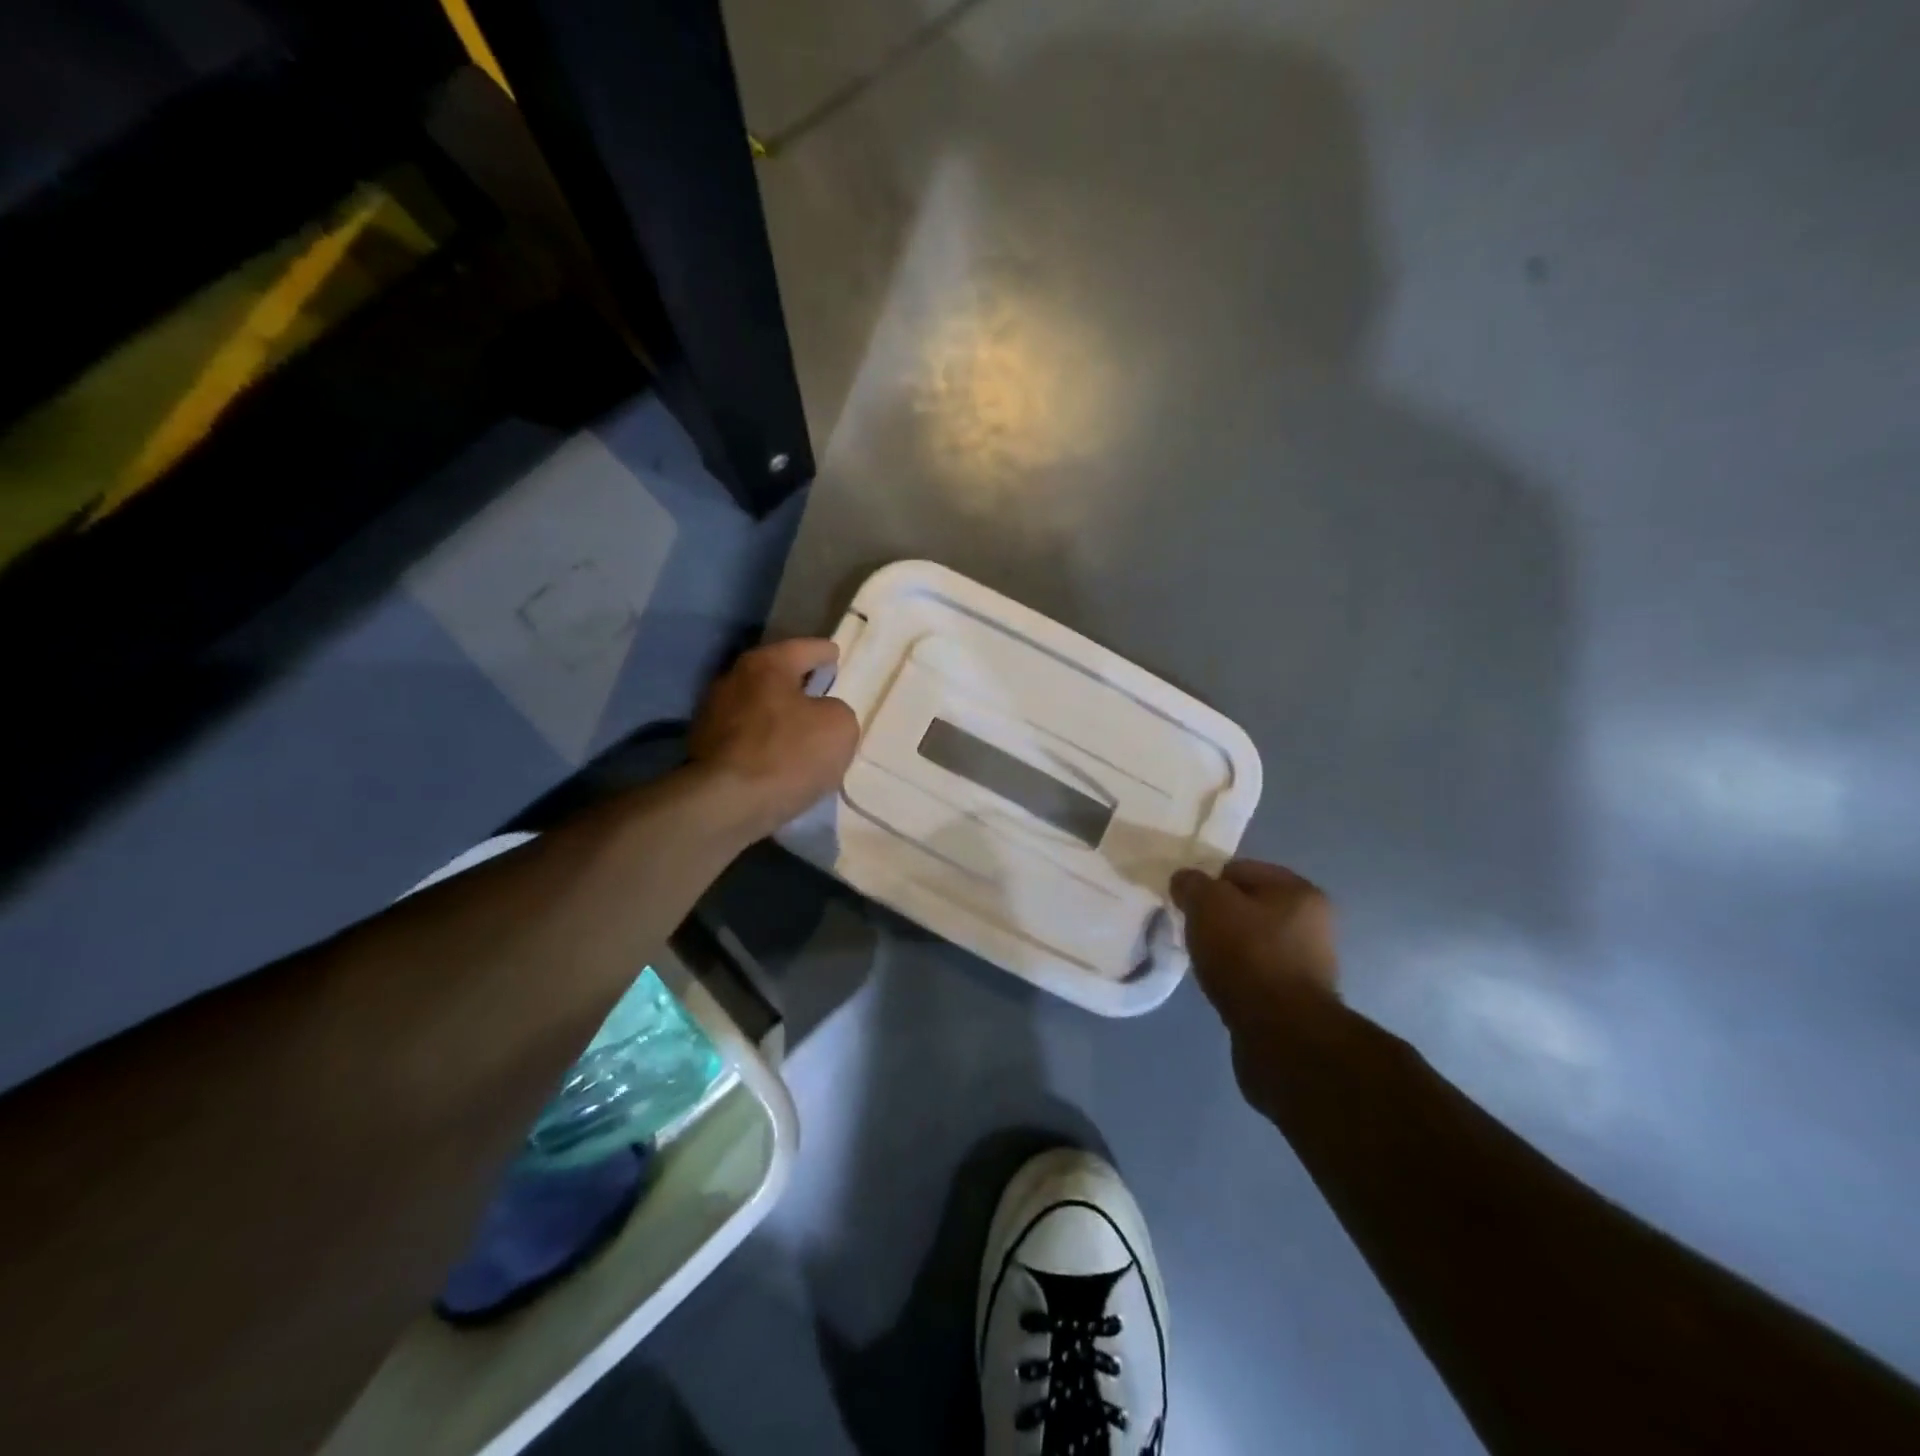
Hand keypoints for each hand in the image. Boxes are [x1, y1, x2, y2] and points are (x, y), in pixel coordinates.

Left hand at [688, 639, 859, 840]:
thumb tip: (820, 715)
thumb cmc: (789, 754)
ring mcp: (712, 714)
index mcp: (767, 664)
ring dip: (777, 714)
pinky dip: (762, 741)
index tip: (835, 656)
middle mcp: (734, 679)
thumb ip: (837, 710)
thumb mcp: (840, 727)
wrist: (727, 804)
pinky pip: (744, 736)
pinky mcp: (703, 748)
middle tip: (821, 692)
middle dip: (797, 682)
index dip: (824, 652)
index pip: (804, 648)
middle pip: (775, 675)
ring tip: (801, 731)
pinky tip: (778, 757)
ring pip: (757, 706)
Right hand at [1170, 860, 1339, 1022]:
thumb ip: (1192, 884)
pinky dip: (1237, 973)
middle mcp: (1313, 922)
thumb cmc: (1247, 955)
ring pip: (1251, 939)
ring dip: (1226, 946)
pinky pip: (1256, 970)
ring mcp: (1308, 961)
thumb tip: (1185, 881)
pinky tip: (1221, 983)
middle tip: (1192, 930)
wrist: (1281, 1033)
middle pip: (1247, 905)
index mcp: (1299, 890)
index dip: (1207, 882)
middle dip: (1217, 915)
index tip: (1186, 903)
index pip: (1239, 869)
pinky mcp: (1297, 995)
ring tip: (1204, 960)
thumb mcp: (1208, 904)